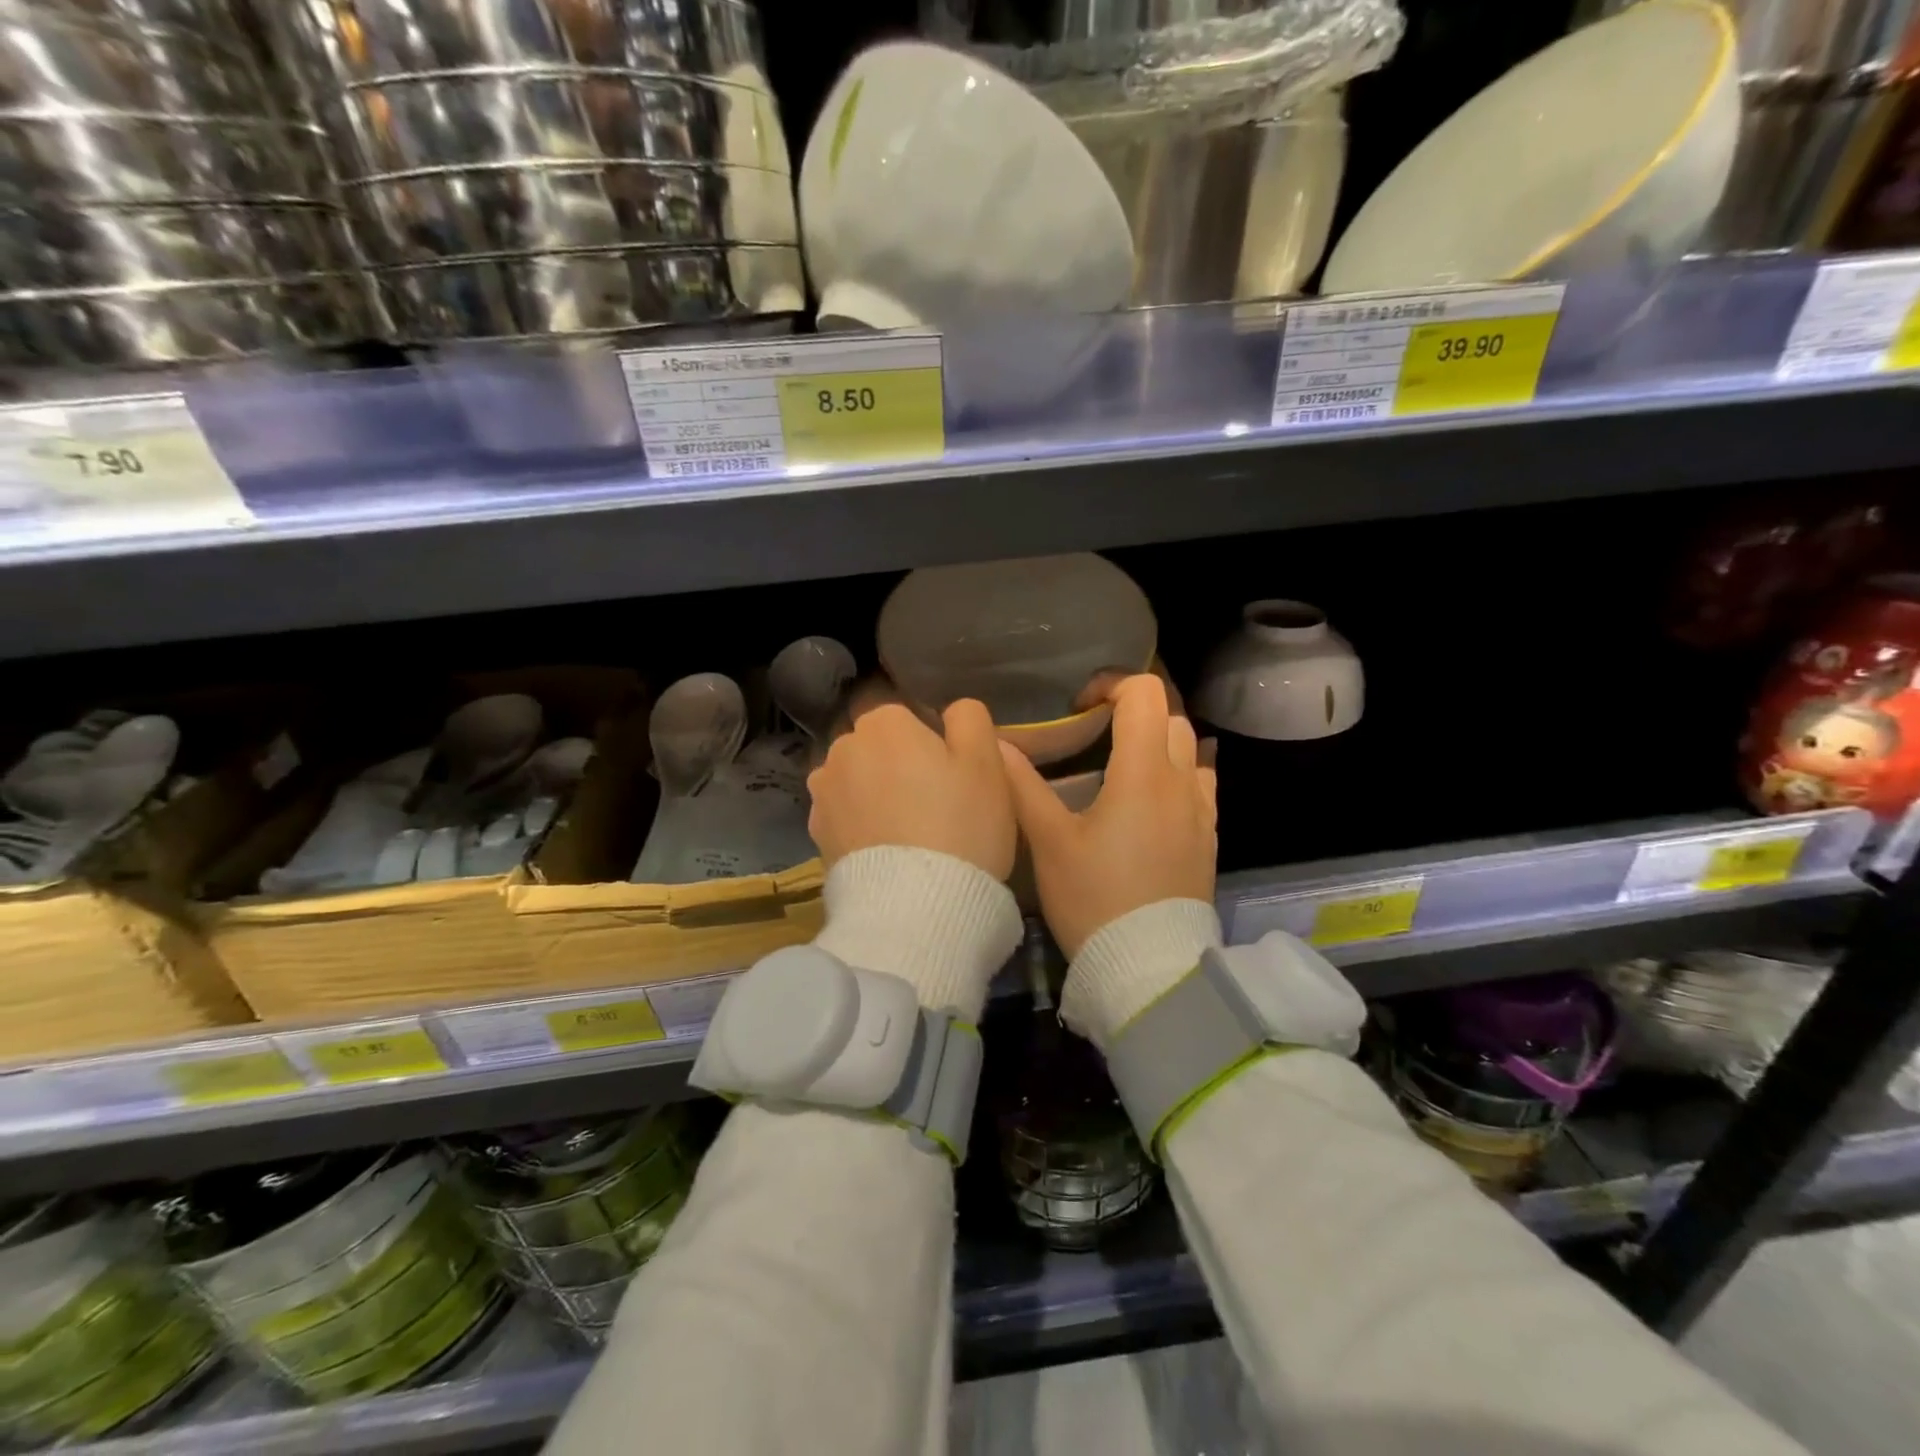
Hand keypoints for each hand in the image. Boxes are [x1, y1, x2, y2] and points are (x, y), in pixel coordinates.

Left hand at [807, 700, 1016, 878]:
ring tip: (906, 831)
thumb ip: (969, 719)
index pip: (905, 715)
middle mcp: (843, 748)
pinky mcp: (816, 834)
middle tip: (932, 803)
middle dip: (897, 764)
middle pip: (876, 746)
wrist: (916, 906)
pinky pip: (844, 816)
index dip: (929, 742)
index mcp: (884, 722)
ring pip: (856, 780)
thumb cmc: (961, 824)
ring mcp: (823, 793)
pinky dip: (860, 825)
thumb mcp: (987, 762)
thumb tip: (952, 710)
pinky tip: (885, 851)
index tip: (949, 774)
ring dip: (873, 794)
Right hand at [1000, 674, 1216, 957]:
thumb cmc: (1094, 899)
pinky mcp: (1209, 839)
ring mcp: (1202, 811)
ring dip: (1157, 741)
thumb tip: (1000, 743)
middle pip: (1169, 716)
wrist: (1149, 968)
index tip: (1079, 708)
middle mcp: (1182, 781)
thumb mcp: (1050, 843)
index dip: (1110, 685)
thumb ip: (1024, 786)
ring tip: (1120, 767)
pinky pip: (1199, 785)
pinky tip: (1149, 803)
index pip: (1144, 694)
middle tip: (1094, 734)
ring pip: (1189, 749)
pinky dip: (1175, 774)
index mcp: (1143, 772)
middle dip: (1133, 711)